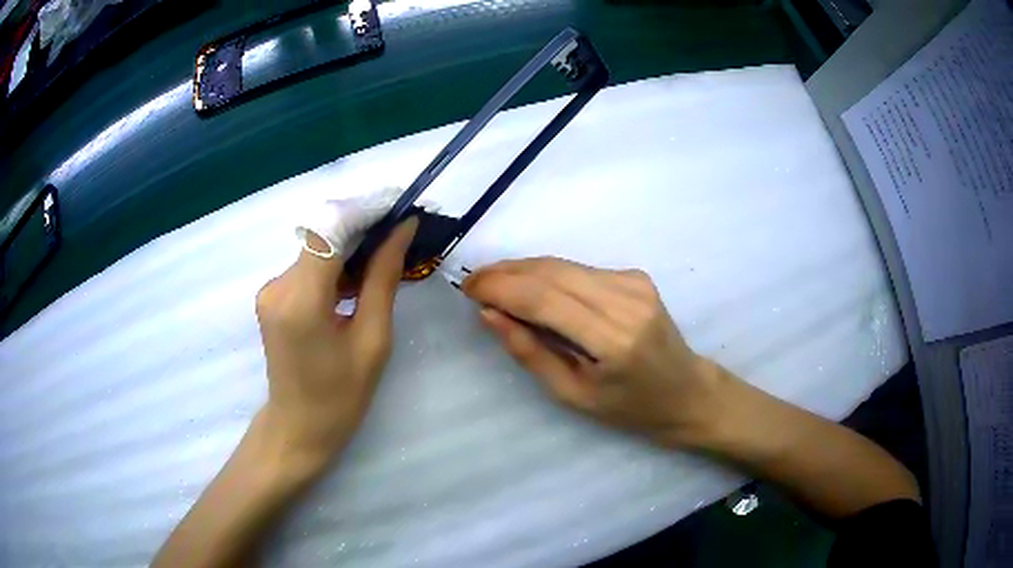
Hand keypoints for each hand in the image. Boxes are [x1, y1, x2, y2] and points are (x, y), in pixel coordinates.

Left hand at [254, 218, 418, 473]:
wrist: (298, 429)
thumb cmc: (340, 397)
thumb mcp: (372, 341)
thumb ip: (383, 280)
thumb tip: (401, 231)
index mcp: (300, 301)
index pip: (329, 231)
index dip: (365, 210)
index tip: (401, 205)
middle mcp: (277, 286)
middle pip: (322, 237)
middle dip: (364, 227)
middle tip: (404, 230)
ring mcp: (271, 290)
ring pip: (317, 251)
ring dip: (351, 248)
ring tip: (389, 255)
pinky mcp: (273, 296)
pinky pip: (309, 268)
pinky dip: (336, 266)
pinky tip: (360, 280)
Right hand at [462, 257, 724, 447]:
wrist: (687, 392)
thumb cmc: (631, 408)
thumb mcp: (573, 395)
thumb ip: (530, 353)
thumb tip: (489, 314)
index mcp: (613, 340)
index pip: (543, 299)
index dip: (500, 288)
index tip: (467, 288)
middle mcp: (626, 301)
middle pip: (551, 272)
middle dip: (505, 273)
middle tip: (474, 283)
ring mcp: (635, 283)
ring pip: (563, 265)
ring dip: (523, 270)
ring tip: (494, 283)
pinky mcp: (636, 276)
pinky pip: (579, 270)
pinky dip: (548, 275)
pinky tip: (531, 288)